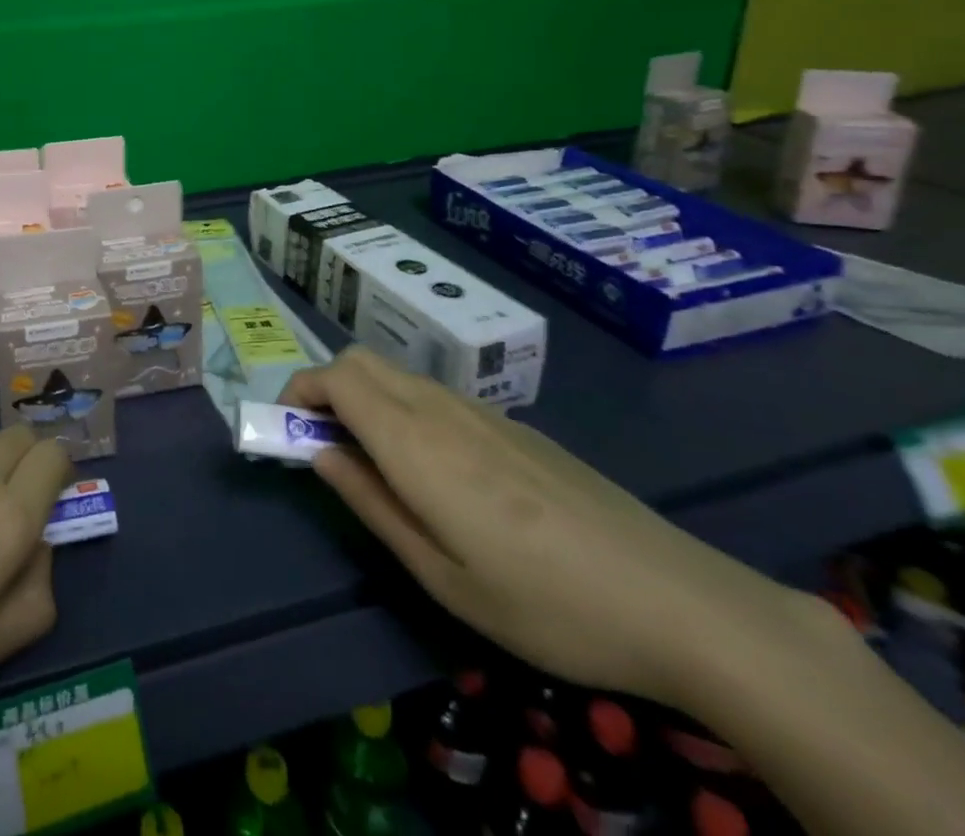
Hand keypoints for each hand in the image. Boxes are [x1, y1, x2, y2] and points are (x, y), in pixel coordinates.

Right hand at [282, 348, 809, 706]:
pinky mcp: (513, 426)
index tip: (288, 432)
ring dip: (365, 399)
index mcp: (414, 441)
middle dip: (326, 388)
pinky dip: (405, 410)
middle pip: (361, 361)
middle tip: (324, 446)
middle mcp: (440, 409)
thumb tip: (318, 454)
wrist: (676, 600)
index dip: (299, 391)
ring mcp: (482, 412)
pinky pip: (436, 396)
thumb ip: (371, 503)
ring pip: (398, 376)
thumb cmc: (544, 602)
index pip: (335, 376)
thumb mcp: (442, 575)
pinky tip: (439, 475)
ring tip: (375, 465)